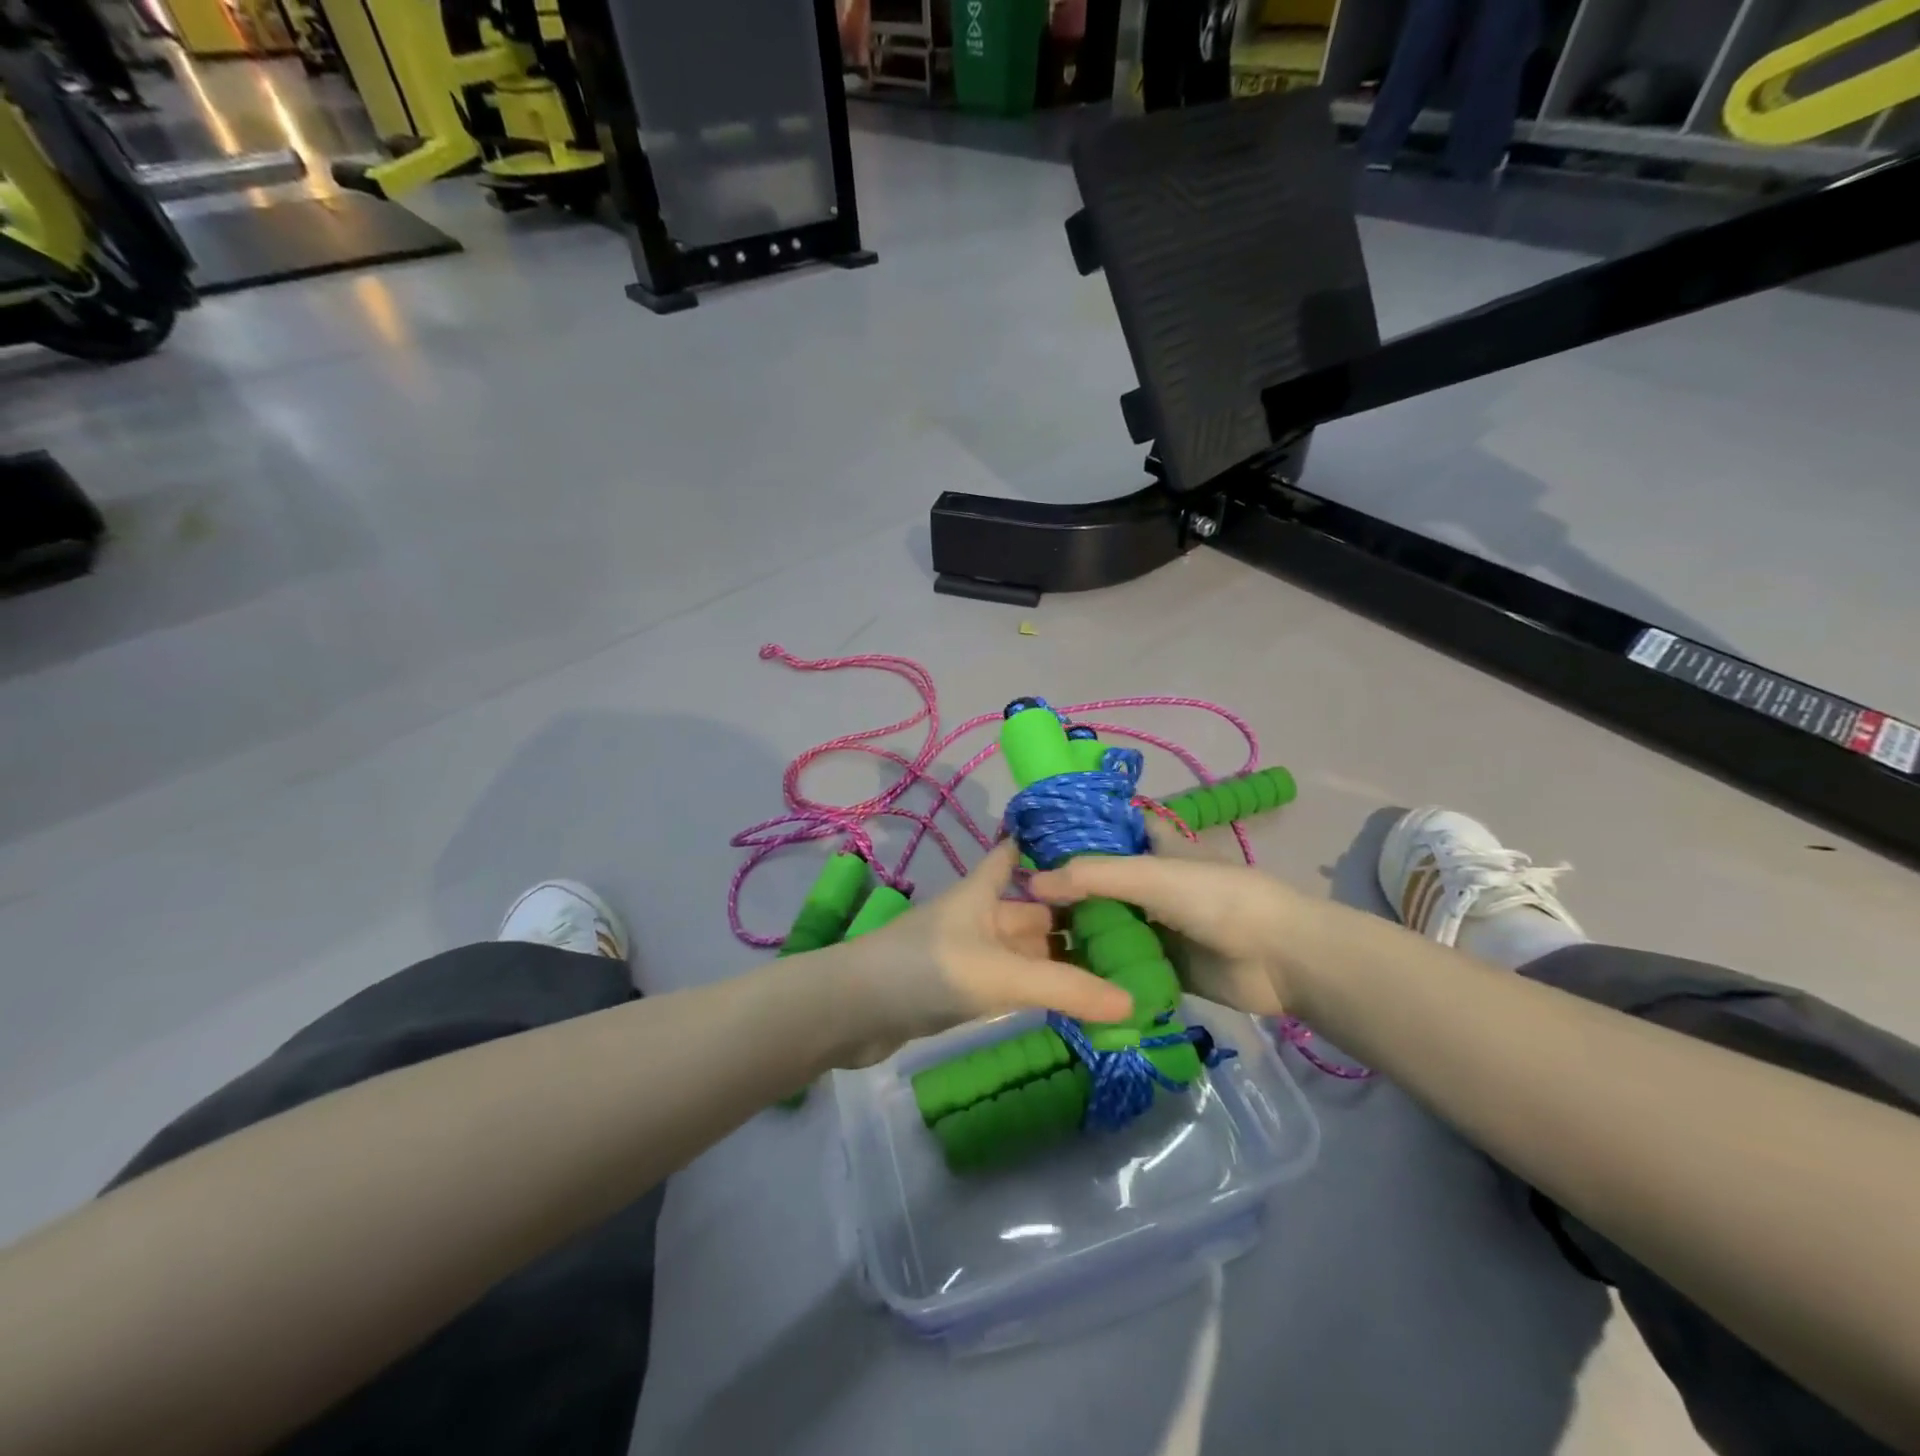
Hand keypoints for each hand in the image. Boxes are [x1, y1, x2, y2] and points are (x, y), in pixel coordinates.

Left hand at [829, 840, 1133, 1066]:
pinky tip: (1071, 999)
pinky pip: (1010, 982)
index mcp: (984, 892)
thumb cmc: (928, 970)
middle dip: (1074, 918)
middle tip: (1134, 930)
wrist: (852, 1012)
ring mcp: (969, 954)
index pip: (1016, 854)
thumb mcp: (1002, 974)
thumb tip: (1135, 1001)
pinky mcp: (960, 990)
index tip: (1096, 850)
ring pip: (1024, 950)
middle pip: (1032, 909)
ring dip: (1059, 959)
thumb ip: (1066, 989)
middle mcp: (979, 916)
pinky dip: (1038, 988)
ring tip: (1117, 968)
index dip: (1048, 846)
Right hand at [1029, 825, 1300, 1016]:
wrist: (1279, 959)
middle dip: (1066, 892)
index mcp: (1153, 848)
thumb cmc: (1216, 900)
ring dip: (1078, 933)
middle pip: (1101, 883)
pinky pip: (1122, 965)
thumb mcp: (1151, 876)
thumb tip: (1031, 881)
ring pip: (1108, 925)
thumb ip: (1093, 876)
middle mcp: (1151, 884)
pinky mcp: (1163, 966)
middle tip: (1016, 905)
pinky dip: (1098, 968)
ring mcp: (1157, 926)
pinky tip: (1060, 973)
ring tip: (1027, 941)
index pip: (1108, 831)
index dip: (1074, 834)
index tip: (1029, 846)